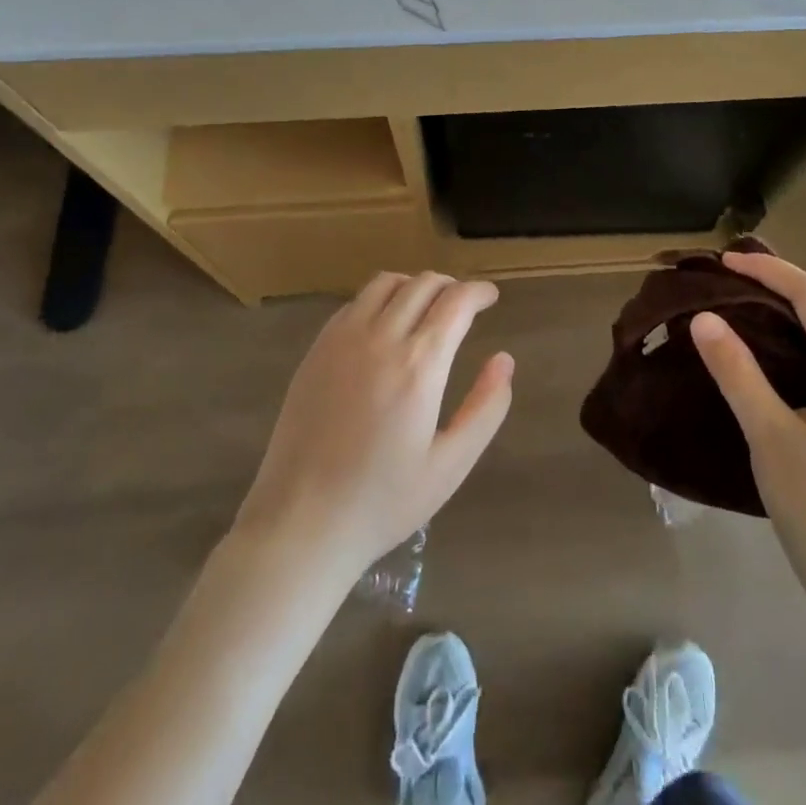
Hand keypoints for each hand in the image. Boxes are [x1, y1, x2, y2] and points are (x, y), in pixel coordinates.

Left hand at [234, 272, 513, 572]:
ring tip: (427, 307)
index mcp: (419, 365)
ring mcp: (343, 339)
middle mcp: (381, 338)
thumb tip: (505, 360)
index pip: (456, 302)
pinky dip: (381, 298)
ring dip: (414, 285)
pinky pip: (355, 302)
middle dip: (451, 286)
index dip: (478, 292)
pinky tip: (385, 324)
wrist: (301, 522)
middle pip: (423, 284)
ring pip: (386, 283)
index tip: (491, 297)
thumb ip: (486, 408)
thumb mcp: (450, 465)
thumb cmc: (383, 501)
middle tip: (464, 304)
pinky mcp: (317, 349)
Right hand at [690, 251, 805, 589]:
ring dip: (778, 316)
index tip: (723, 261)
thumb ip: (738, 374)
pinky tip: (755, 360)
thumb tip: (704, 319)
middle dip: (772, 287)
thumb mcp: (771, 436)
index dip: (768, 270)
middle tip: (721, 281)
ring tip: (731, 309)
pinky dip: (785, 347)